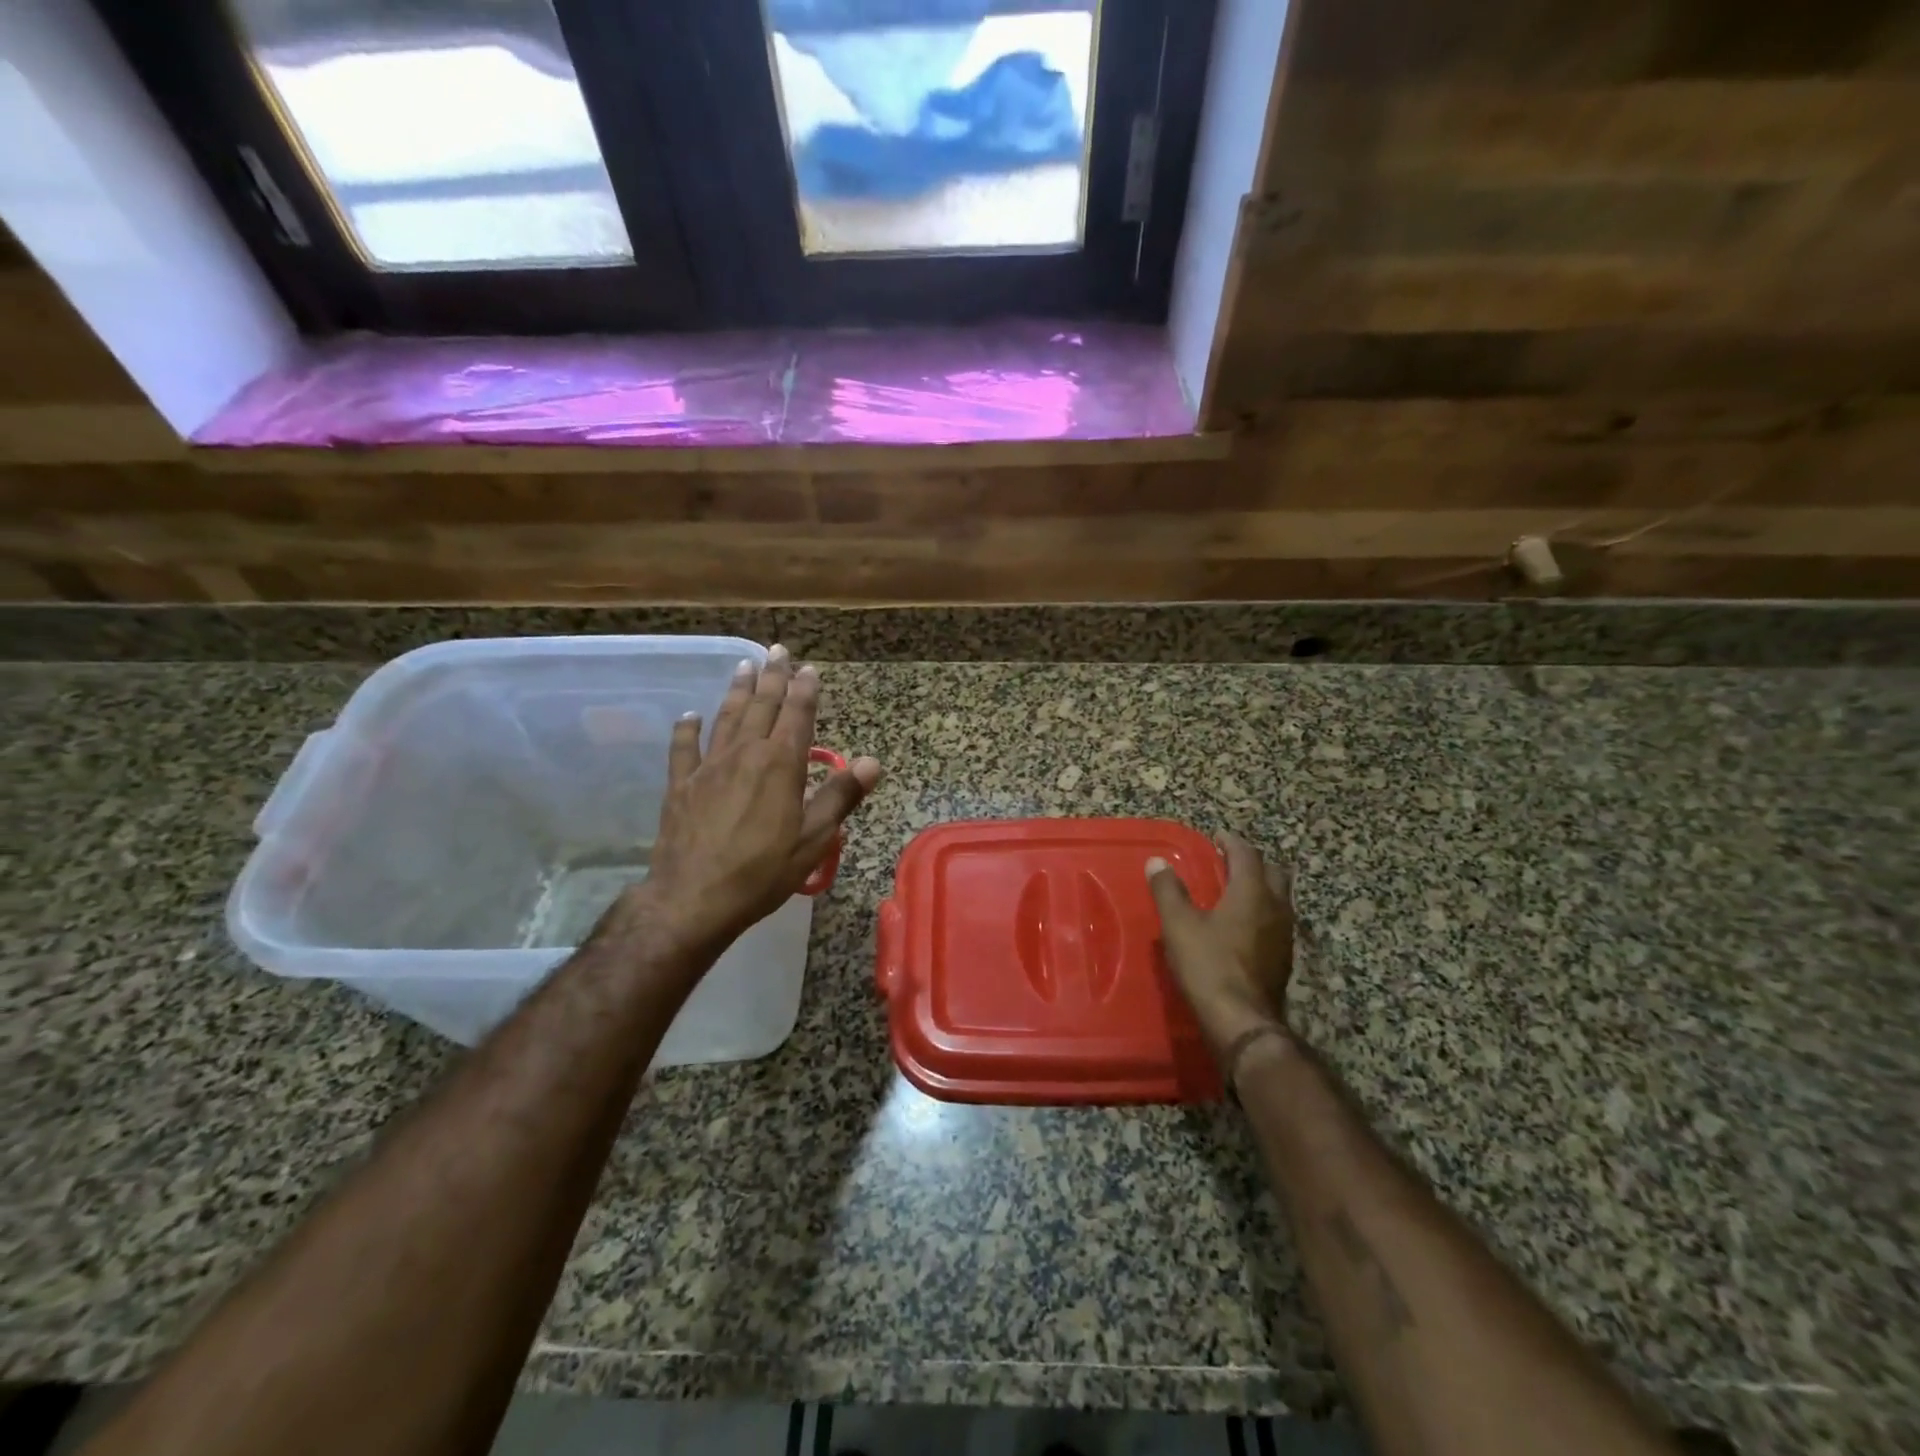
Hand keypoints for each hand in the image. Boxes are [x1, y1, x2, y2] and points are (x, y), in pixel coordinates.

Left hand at [629, 646, 882, 959]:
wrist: (692, 898)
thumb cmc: (762, 871)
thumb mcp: (813, 839)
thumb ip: (840, 796)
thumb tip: (871, 762)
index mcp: (780, 765)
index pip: (797, 716)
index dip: (804, 690)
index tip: (809, 668)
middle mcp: (744, 754)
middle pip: (761, 707)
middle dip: (773, 677)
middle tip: (778, 650)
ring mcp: (708, 767)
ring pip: (726, 718)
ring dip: (738, 691)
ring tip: (744, 666)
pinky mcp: (681, 785)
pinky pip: (684, 748)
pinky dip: (687, 729)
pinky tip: (689, 715)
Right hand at [1147, 834, 1294, 1058]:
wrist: (1242, 1021)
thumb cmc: (1209, 965)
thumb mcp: (1179, 925)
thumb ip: (1168, 890)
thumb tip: (1157, 862)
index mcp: (1252, 892)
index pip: (1248, 854)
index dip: (1232, 842)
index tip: (1217, 837)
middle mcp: (1276, 908)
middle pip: (1274, 872)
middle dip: (1253, 862)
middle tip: (1229, 862)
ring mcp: (1285, 935)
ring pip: (1280, 898)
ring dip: (1261, 888)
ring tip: (1235, 892)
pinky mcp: (1284, 959)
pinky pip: (1277, 922)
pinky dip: (1262, 912)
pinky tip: (1243, 927)